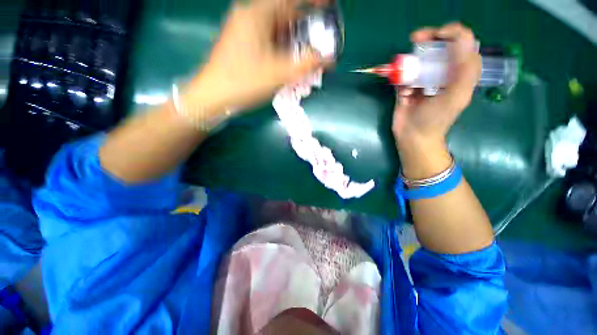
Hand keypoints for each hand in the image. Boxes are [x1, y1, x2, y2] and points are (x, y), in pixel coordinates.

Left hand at [185, 0, 328, 113]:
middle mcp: (249, 16)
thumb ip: (305, 64)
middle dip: (303, 28)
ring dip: (292, 41)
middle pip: (283, 15)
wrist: (213, 97)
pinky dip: (280, 48)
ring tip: (305, 55)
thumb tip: (327, 58)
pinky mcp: (241, 45)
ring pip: (275, 30)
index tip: (327, 5)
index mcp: (257, 14)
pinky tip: (288, 62)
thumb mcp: (279, 74)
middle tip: (318, 41)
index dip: (311, 1)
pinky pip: (267, 40)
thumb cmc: (244, 82)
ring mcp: (243, 31)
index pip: (290, 0)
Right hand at [392, 23, 480, 150]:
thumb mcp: (457, 96)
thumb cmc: (436, 120)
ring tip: (402, 63)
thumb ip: (464, 70)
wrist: (413, 137)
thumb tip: (460, 40)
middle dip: (428, 38)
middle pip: (439, 46)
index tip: (436, 35)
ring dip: (411, 58)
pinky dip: (401, 77)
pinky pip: (403, 75)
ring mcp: (423, 80)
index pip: (462, 42)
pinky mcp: (407, 88)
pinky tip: (404, 90)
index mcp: (460, 72)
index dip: (452, 32)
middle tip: (415, 38)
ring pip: (419, 58)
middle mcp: (443, 72)